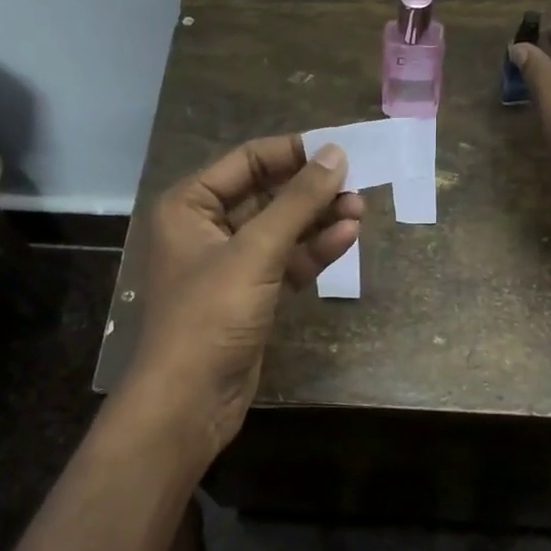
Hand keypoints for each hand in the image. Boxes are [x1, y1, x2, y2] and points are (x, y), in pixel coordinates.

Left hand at [123, 135, 361, 466]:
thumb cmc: (211, 315)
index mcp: (190, 205)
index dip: (293, 152)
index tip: (340, 149)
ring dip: (318, 218)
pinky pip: (286, 261)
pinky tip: (346, 237)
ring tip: (360, 208)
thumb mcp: (256, 252)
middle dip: (311, 189)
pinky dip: (313, 250)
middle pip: (267, 194)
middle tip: (358, 182)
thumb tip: (335, 153)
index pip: (247, 161)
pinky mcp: (251, 295)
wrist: (189, 401)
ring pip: (281, 229)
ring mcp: (230, 264)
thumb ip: (297, 201)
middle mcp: (206, 228)